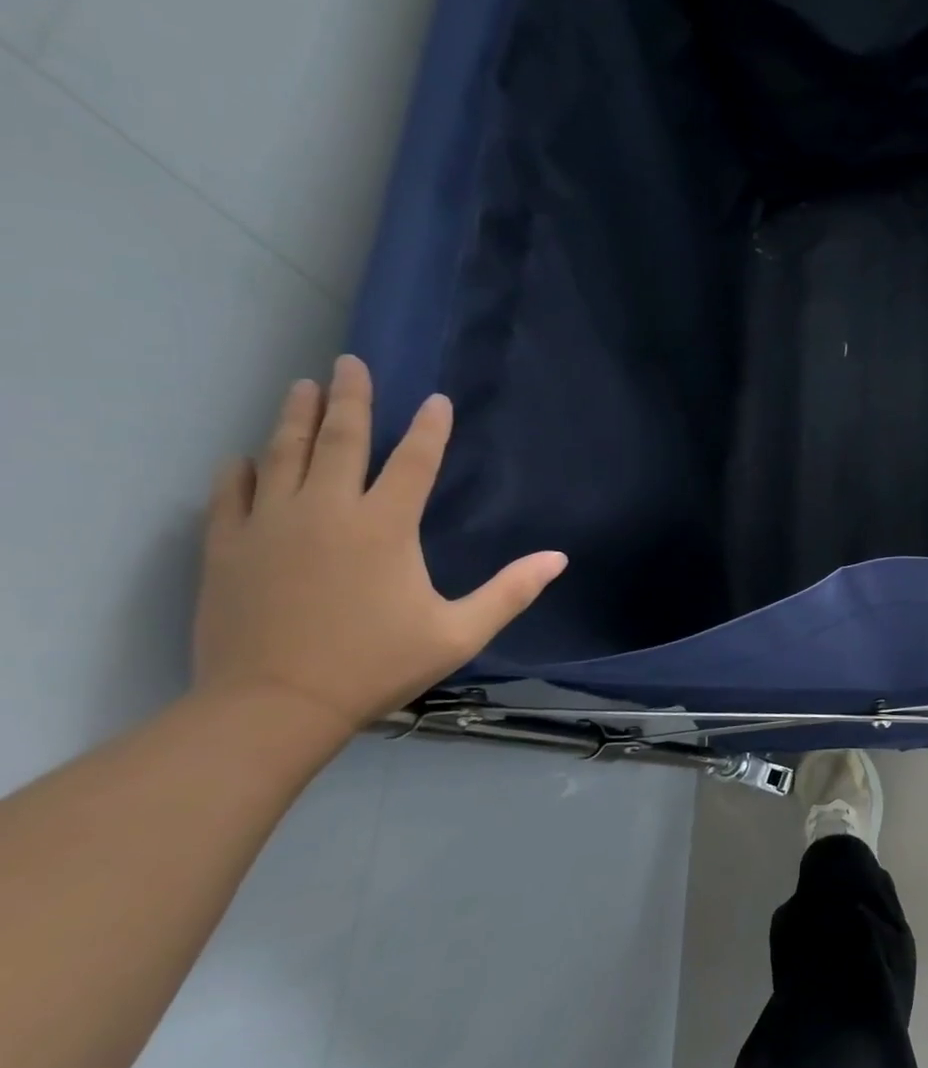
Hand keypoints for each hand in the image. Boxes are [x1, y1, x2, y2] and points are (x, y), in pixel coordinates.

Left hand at [192, 356, 567, 738]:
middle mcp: (327, 511)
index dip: (429, 428)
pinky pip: (232, 494)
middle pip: (340, 440)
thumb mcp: (460, 632)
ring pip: (283, 455)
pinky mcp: (227, 548)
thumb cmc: (377, 664)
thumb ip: (511, 591)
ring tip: (302, 386)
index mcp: (385, 526)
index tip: (435, 400)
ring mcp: (270, 526)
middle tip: (349, 362)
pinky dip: (241, 470)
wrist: (271, 706)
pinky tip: (245, 457)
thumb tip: (559, 558)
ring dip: (296, 418)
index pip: (413, 461)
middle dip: (350, 398)